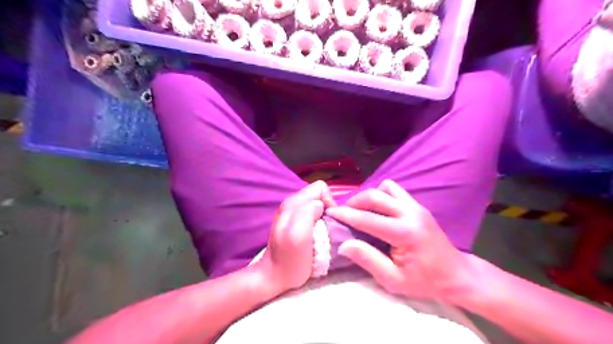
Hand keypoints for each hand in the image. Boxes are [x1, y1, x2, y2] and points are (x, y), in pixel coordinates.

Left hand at [257, 178, 337, 293]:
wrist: (275, 277)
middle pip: (320, 196)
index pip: (320, 187)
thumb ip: (308, 212)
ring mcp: (293, 214)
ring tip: (322, 234)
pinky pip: (315, 216)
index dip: (329, 201)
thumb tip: (320, 206)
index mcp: (293, 203)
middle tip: (326, 229)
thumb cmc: (289, 259)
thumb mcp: (299, 235)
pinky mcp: (296, 224)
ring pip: (318, 206)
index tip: (329, 221)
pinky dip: (320, 224)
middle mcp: (293, 204)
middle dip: (328, 210)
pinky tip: (317, 237)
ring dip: (325, 218)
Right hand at [325, 180, 477, 300]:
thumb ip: (368, 260)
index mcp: (404, 233)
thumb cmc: (425, 281)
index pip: (367, 219)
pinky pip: (395, 190)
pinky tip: (379, 210)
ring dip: (369, 197)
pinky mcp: (418, 205)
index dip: (346, 214)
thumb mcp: (393, 280)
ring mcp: (416, 206)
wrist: (457, 274)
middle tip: (344, 213)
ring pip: (385, 188)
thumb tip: (344, 245)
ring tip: (361, 211)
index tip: (330, 212)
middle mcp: (410, 213)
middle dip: (354, 202)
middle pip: (375, 196)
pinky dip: (382, 195)